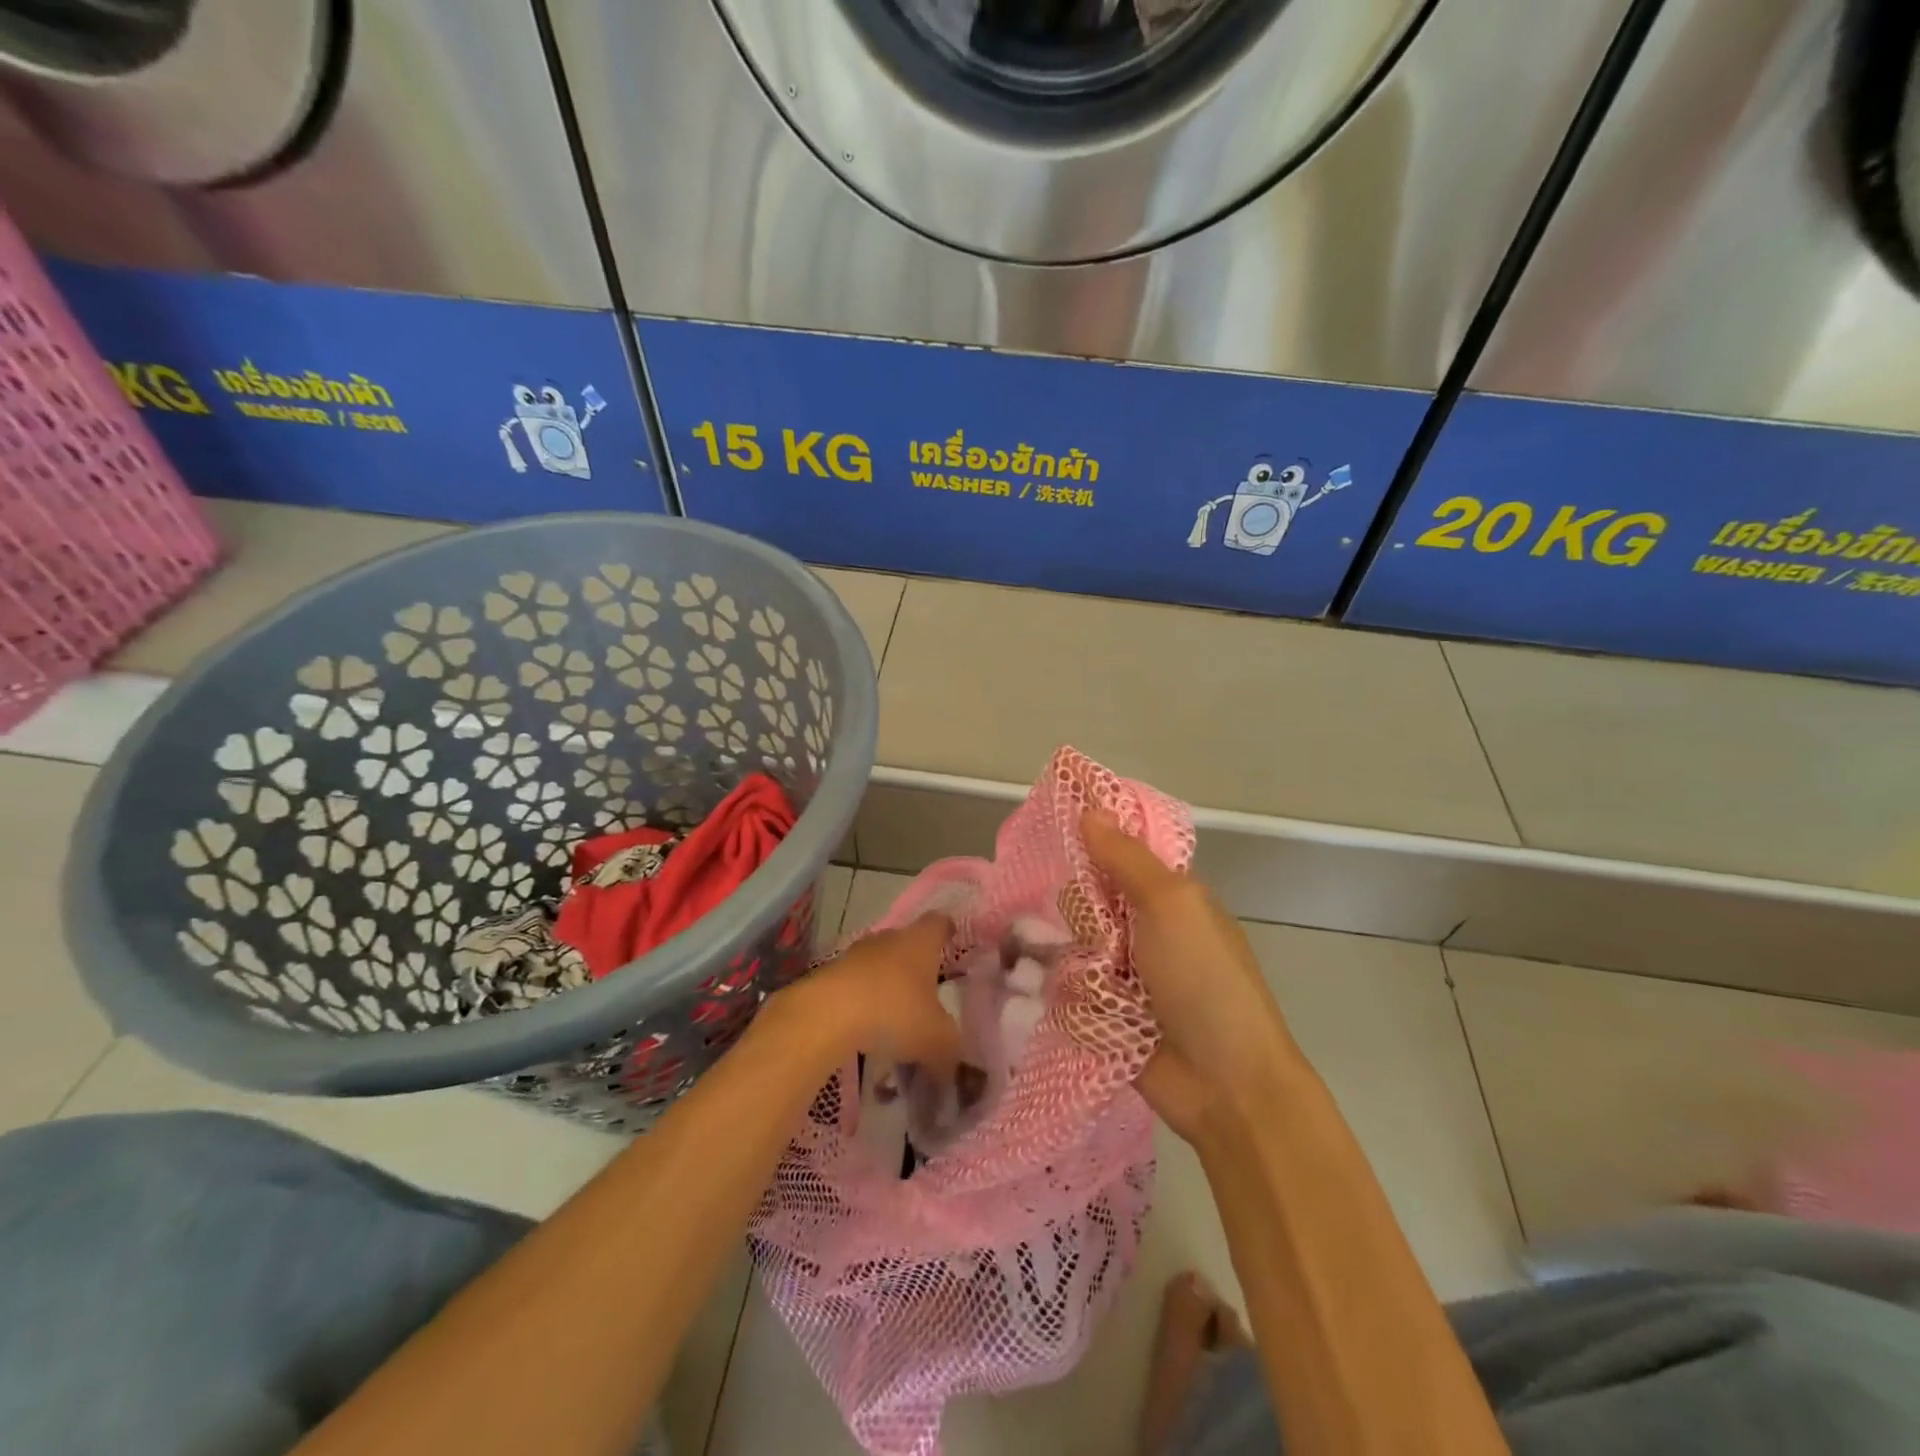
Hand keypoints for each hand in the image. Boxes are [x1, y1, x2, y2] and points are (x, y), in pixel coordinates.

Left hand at [777, 913, 961, 1073]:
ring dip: (885, 982)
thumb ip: (949, 1051)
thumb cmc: (893, 1013)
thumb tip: (950, 1066)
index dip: (947, 930)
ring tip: (893, 1014)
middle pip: (905, 941)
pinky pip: (853, 983)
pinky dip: (861, 999)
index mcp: (920, 942)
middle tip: (926, 989)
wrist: (825, 1014)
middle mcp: (888, 939)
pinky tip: (864, 1025)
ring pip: (877, 962)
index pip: (938, 923)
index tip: (951, 939)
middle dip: (915, 963)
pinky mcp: (828, 973)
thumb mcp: (936, 1039)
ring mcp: (855, 954)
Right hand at [1083, 811, 1301, 1141]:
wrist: (1225, 1084)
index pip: (1119, 853)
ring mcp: (1124, 972)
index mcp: (1169, 896)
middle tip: (1098, 931)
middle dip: (1082, 910)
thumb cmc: (1204, 980)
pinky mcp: (1104, 1012)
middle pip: (1088, 898)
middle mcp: (1144, 928)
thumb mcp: (1171, 905)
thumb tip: (1089, 809)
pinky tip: (1073, 1000)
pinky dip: (1069, 991)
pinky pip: (1068, 985)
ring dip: (1077, 956)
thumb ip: (1126, 857)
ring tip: (1092, 978)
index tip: (1056, 832)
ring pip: (1073, 941)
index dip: (1090, 842)